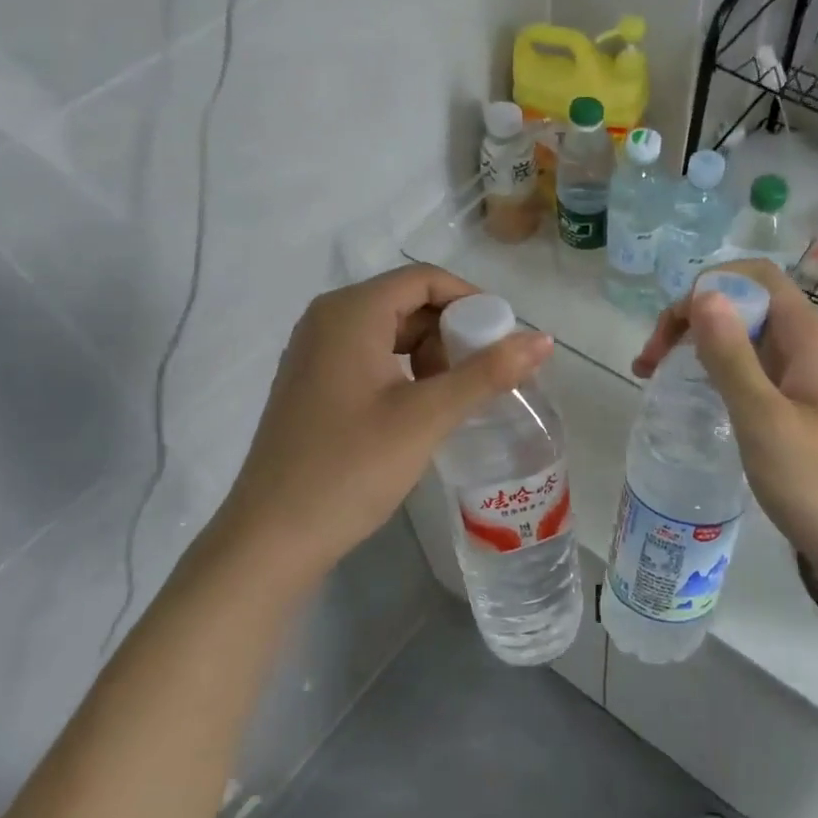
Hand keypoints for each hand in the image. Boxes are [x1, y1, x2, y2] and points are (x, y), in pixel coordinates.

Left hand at [218, 265, 552, 571]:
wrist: (273, 537)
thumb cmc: (351, 468)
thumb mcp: (426, 416)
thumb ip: (487, 373)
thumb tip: (544, 339)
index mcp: (350, 313)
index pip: (424, 280)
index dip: (472, 301)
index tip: (504, 341)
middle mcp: (327, 320)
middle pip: (407, 304)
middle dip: (453, 333)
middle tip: (484, 377)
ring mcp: (315, 354)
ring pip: (391, 333)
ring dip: (432, 356)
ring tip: (455, 399)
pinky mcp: (314, 385)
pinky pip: (371, 359)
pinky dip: (406, 373)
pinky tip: (422, 411)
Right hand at [632, 260, 817, 572]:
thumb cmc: (817, 483)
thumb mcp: (763, 417)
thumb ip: (731, 355)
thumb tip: (702, 293)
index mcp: (809, 336)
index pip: (755, 277)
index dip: (707, 288)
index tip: (669, 332)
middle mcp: (809, 345)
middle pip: (745, 304)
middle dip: (693, 319)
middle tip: (650, 363)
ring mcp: (804, 377)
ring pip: (745, 339)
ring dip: (699, 347)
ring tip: (656, 377)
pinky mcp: (797, 406)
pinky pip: (752, 371)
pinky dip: (716, 373)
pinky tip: (693, 398)